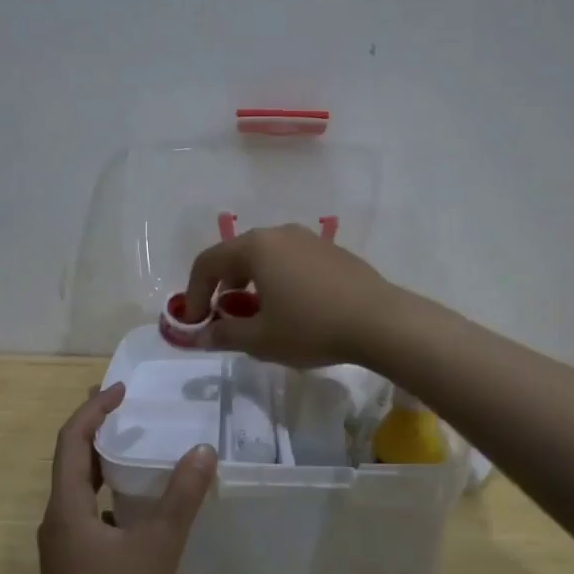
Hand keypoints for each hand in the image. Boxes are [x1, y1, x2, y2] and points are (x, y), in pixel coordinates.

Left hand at [38, 383, 215, 573]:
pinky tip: (137, 503)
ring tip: (133, 445)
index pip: (72, 441)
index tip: (122, 390)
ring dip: (102, 461)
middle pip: (71, 460)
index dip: (94, 410)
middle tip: (126, 407)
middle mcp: (56, 520)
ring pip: (79, 488)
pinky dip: (108, 493)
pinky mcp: (72, 565)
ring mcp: (62, 545)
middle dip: (96, 429)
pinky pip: (88, 512)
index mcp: (66, 507)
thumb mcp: (158, 547)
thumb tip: (202, 450)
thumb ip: (181, 497)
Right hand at [183, 224, 398, 367]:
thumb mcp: (261, 339)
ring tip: (257, 314)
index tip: (194, 322)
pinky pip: (291, 261)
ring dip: (250, 283)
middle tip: (223, 317)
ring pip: (265, 257)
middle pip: (236, 255)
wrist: (380, 321)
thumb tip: (200, 335)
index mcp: (256, 247)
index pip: (208, 262)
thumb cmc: (312, 327)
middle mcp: (279, 234)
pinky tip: (292, 309)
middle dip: (221, 286)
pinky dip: (277, 280)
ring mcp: (309, 239)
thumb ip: (224, 334)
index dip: (193, 292)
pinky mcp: (332, 252)